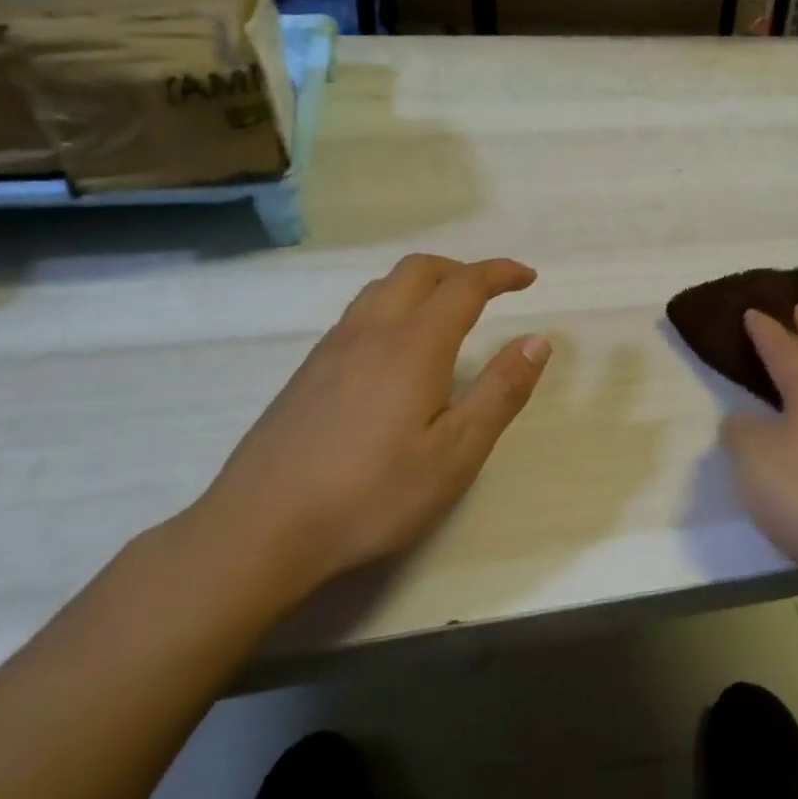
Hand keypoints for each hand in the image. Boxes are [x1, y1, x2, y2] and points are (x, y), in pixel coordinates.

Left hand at [201, 254, 549, 592]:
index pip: (464, 285)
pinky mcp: (306, 373)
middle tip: (490, 291)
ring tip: (445, 313)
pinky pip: (357, 314)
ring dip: (422, 283)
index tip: (528, 278)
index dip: (500, 273)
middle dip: (460, 269)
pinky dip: (391, 306)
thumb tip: (538, 341)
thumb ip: (501, 392)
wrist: (259, 529)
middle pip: (416, 270)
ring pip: (381, 288)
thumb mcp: (456, 453)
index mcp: (414, 345)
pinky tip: (394, 352)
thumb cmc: (372, 494)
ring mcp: (331, 350)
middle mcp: (371, 332)